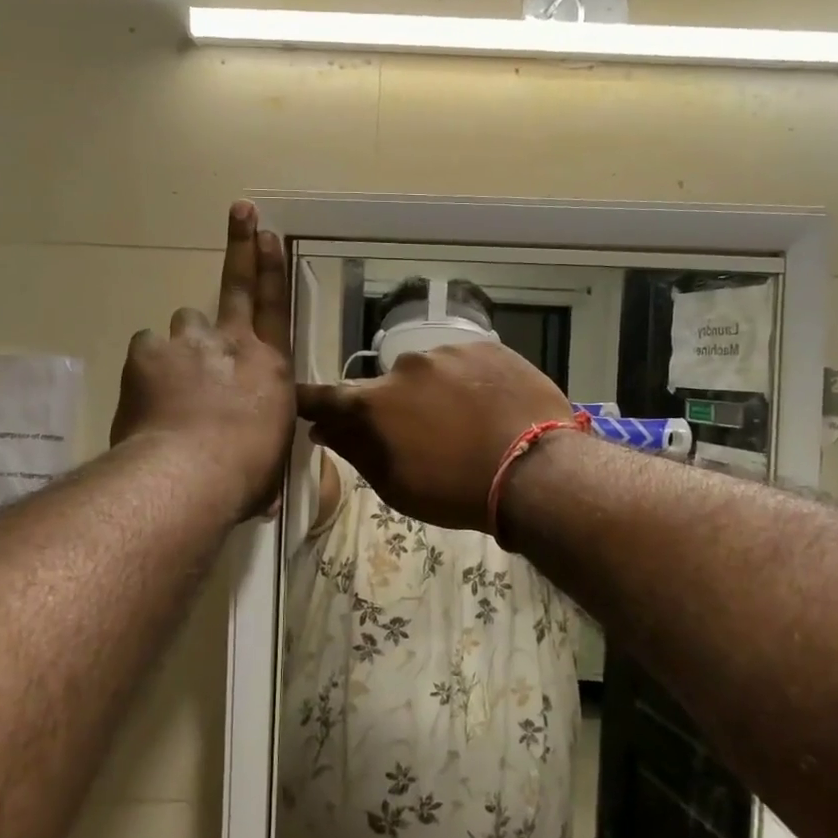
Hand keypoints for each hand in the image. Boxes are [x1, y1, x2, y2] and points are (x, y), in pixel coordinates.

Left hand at [110, 202, 293, 516]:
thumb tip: (276, 494)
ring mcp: (186, 343)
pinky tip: (147, 393)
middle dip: (242, 245)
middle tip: (241, 212)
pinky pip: (146, 350)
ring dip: (182, 344)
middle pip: (235, 285)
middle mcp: (230, 343)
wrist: (189, 474)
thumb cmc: (246, 474)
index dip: (273, 267)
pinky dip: (148, 366)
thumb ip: (267, 449)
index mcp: (269, 366)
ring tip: (176, 379)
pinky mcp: (146, 355)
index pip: (276, 306)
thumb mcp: (272, 462)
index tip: (269, 233)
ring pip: (182, 326)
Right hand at [297, 342, 572, 532]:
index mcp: (375, 403)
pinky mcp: (487, 347)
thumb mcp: (397, 486)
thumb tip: (324, 429)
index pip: (325, 396)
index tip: (302, 404)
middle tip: (424, 437)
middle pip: (388, 387)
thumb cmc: (458, 491)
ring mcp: (449, 351)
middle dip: (395, 408)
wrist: (535, 471)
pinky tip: (490, 408)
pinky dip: (469, 383)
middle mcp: (405, 366)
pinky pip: (465, 364)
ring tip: (467, 424)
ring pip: (430, 373)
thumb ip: (356, 451)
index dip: (311, 401)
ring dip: (436, 394)